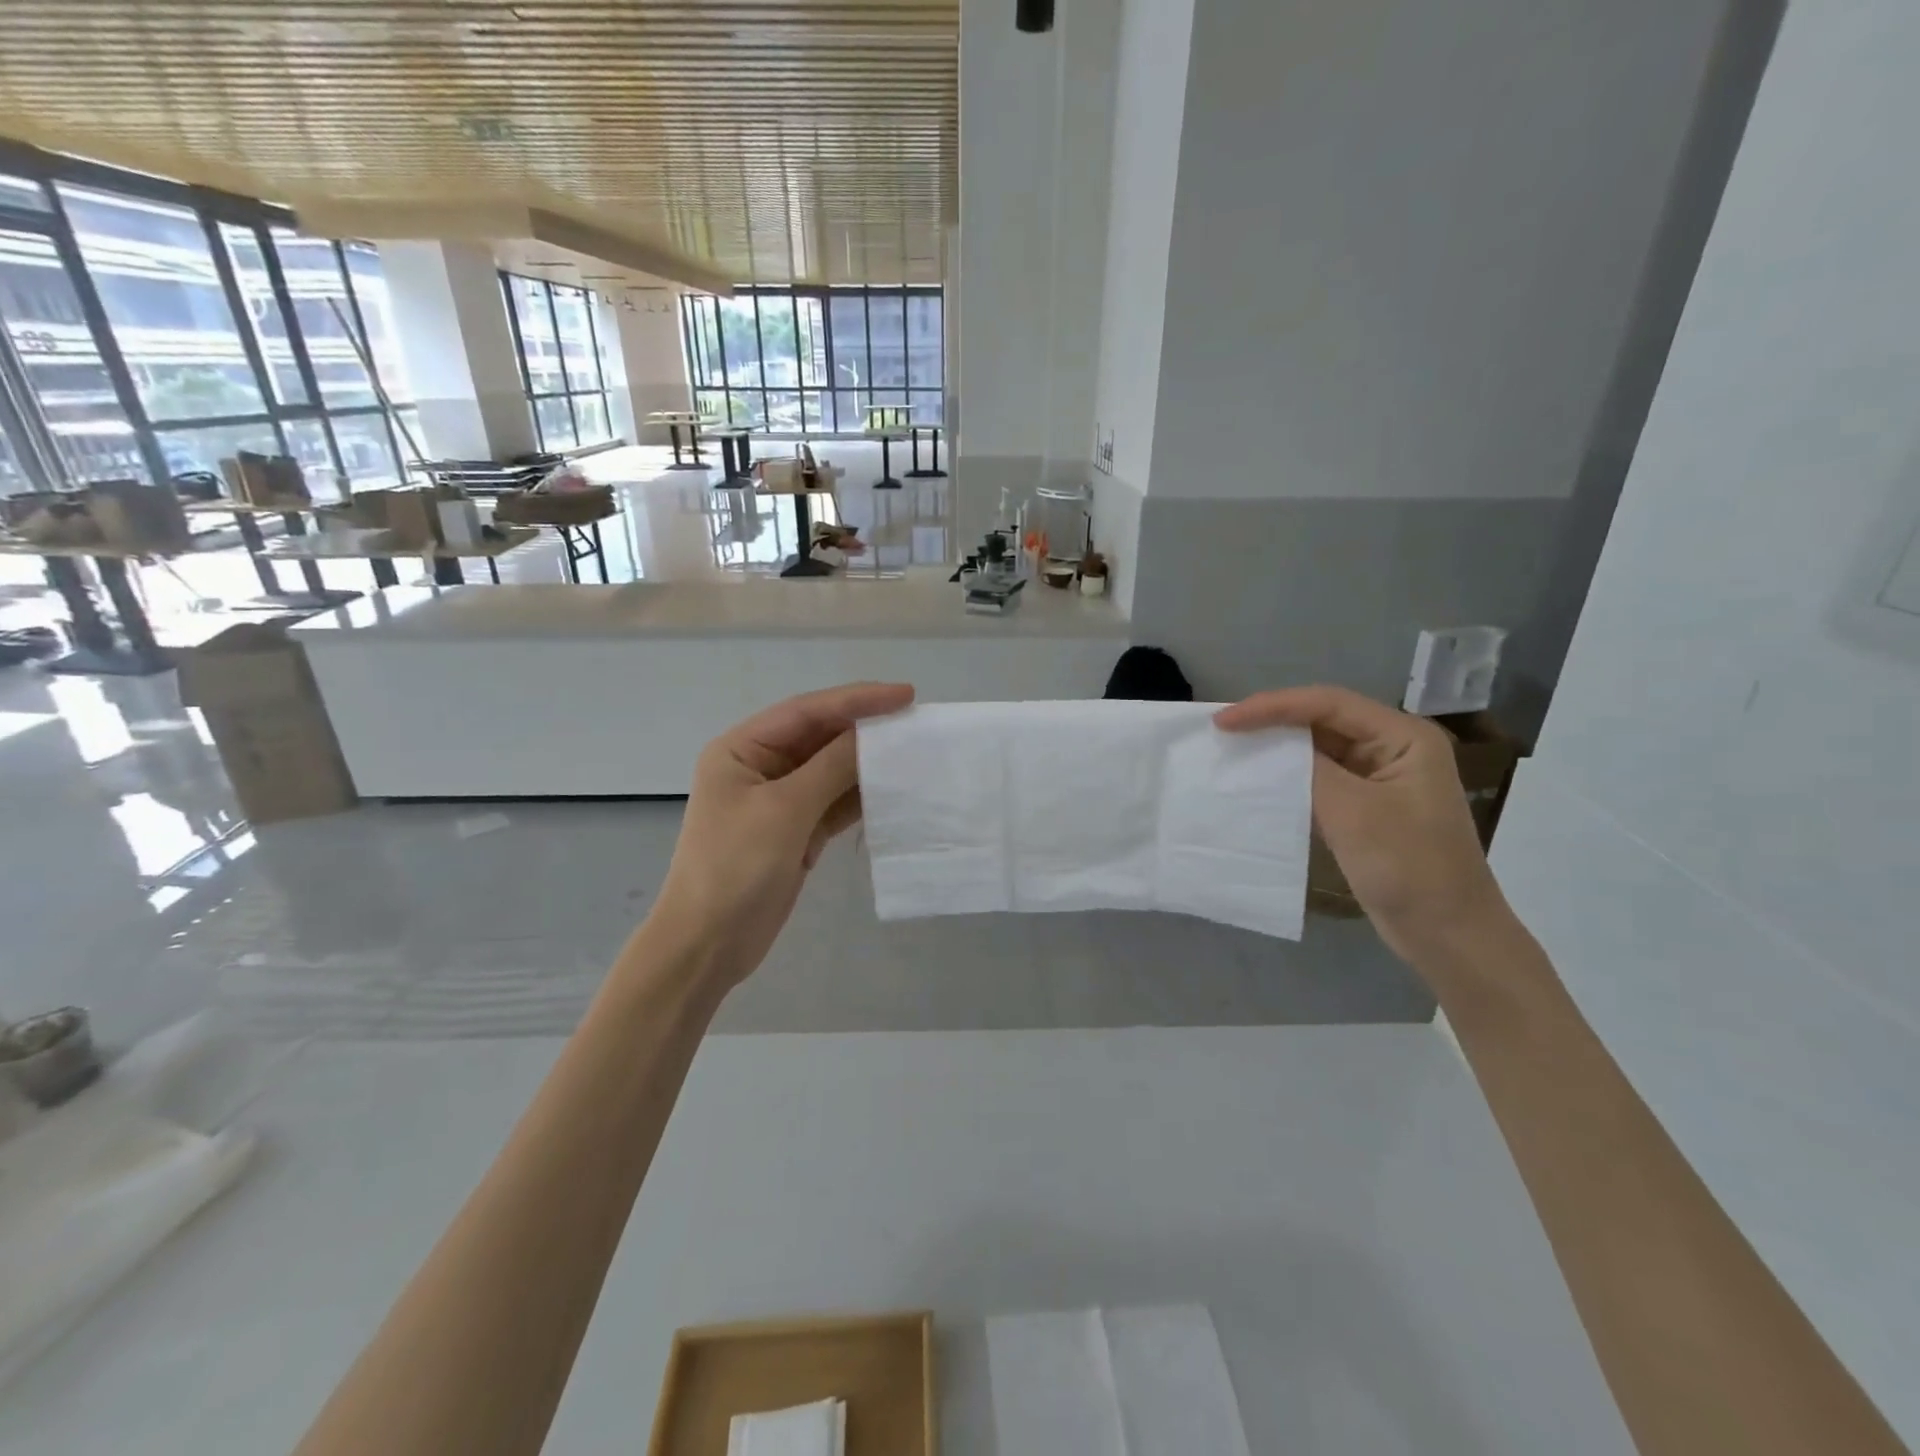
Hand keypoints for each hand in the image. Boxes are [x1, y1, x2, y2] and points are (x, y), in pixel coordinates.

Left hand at [649, 681, 914, 988]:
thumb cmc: (736, 868)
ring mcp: (779, 800)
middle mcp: (760, 766)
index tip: (905, 695)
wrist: (709, 944)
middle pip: (820, 736)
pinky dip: (861, 795)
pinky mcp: (796, 829)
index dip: (857, 699)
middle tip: (913, 720)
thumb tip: (873, 735)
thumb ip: (832, 767)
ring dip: (867, 762)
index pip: (806, 711)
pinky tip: (893, 789)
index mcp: (742, 749)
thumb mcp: (785, 810)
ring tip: (912, 751)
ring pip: (831, 769)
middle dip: (865, 728)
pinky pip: (834, 801)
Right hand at [1215, 685, 1507, 965]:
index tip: (1224, 721)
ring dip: (1277, 748)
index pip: (1328, 704)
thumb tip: (1267, 744)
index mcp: (1404, 737)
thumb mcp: (1352, 812)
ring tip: (1233, 748)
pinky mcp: (1365, 805)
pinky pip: (1320, 777)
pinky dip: (1288, 775)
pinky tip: (1259, 780)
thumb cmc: (1408, 867)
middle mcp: (1393, 747)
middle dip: (1272, 721)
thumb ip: (1309, 768)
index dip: (1272, 706)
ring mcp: (1379, 777)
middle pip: (1322, 720)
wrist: (1446, 934)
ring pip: (1318, 748)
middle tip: (1222, 729)